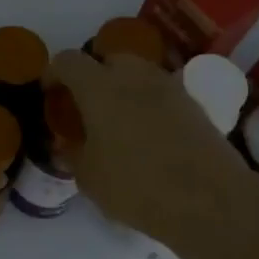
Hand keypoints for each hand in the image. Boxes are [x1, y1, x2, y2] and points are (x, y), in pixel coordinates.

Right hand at [50, 49, 250, 240]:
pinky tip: (148, 135)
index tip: (50, 93)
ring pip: (138, 74)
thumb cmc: (136, 186)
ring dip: (123, 88)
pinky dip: (149, 104)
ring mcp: (168, 86)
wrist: (208, 199)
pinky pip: (161, 93)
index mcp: (99, 87)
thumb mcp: (89, 177)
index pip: (68, 61)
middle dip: (93, 76)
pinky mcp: (193, 103)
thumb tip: (68, 144)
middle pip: (107, 59)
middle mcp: (134, 75)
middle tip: (86, 107)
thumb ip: (73, 153)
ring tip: (118, 121)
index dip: (53, 73)